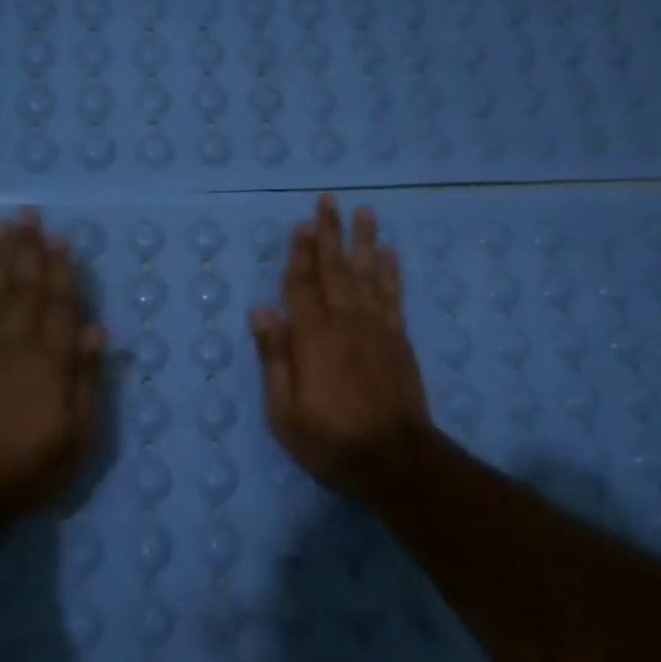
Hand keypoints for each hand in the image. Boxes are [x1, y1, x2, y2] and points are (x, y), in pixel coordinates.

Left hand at [0, 210, 106, 516]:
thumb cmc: (33, 465)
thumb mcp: (80, 433)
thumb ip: (87, 379)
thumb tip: (99, 331)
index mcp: (52, 360)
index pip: (63, 306)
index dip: (65, 272)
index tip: (63, 240)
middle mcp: (17, 344)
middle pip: (27, 288)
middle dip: (31, 250)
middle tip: (30, 215)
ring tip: (2, 226)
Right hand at [250, 194, 432, 495]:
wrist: (394, 460)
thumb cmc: (330, 440)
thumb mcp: (284, 411)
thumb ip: (274, 358)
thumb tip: (261, 311)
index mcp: (313, 338)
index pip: (301, 286)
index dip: (299, 254)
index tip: (300, 225)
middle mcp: (346, 322)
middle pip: (336, 270)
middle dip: (330, 234)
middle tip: (329, 201)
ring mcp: (378, 329)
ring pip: (369, 275)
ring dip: (365, 242)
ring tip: (365, 213)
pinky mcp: (399, 340)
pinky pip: (394, 296)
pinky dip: (392, 272)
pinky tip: (391, 254)